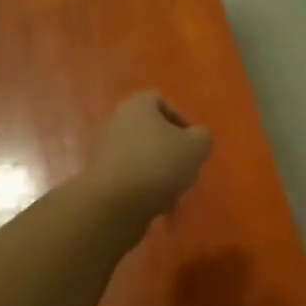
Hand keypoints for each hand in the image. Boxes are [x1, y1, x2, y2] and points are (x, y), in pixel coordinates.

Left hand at [86, 91, 212, 221]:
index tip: (192, 141)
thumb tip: (196, 139)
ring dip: (162, 173)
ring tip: (175, 192)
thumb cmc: (158, 163)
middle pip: (153, 132)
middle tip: (186, 168)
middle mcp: (118, 124)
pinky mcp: (104, 179)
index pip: (160, 100)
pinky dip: (147, 189)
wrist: (115, 204)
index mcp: (138, 107)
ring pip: (145, 157)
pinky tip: (158, 205)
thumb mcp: (197, 146)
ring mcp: (107, 152)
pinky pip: (133, 179)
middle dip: (172, 151)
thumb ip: (202, 137)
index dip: (180, 119)